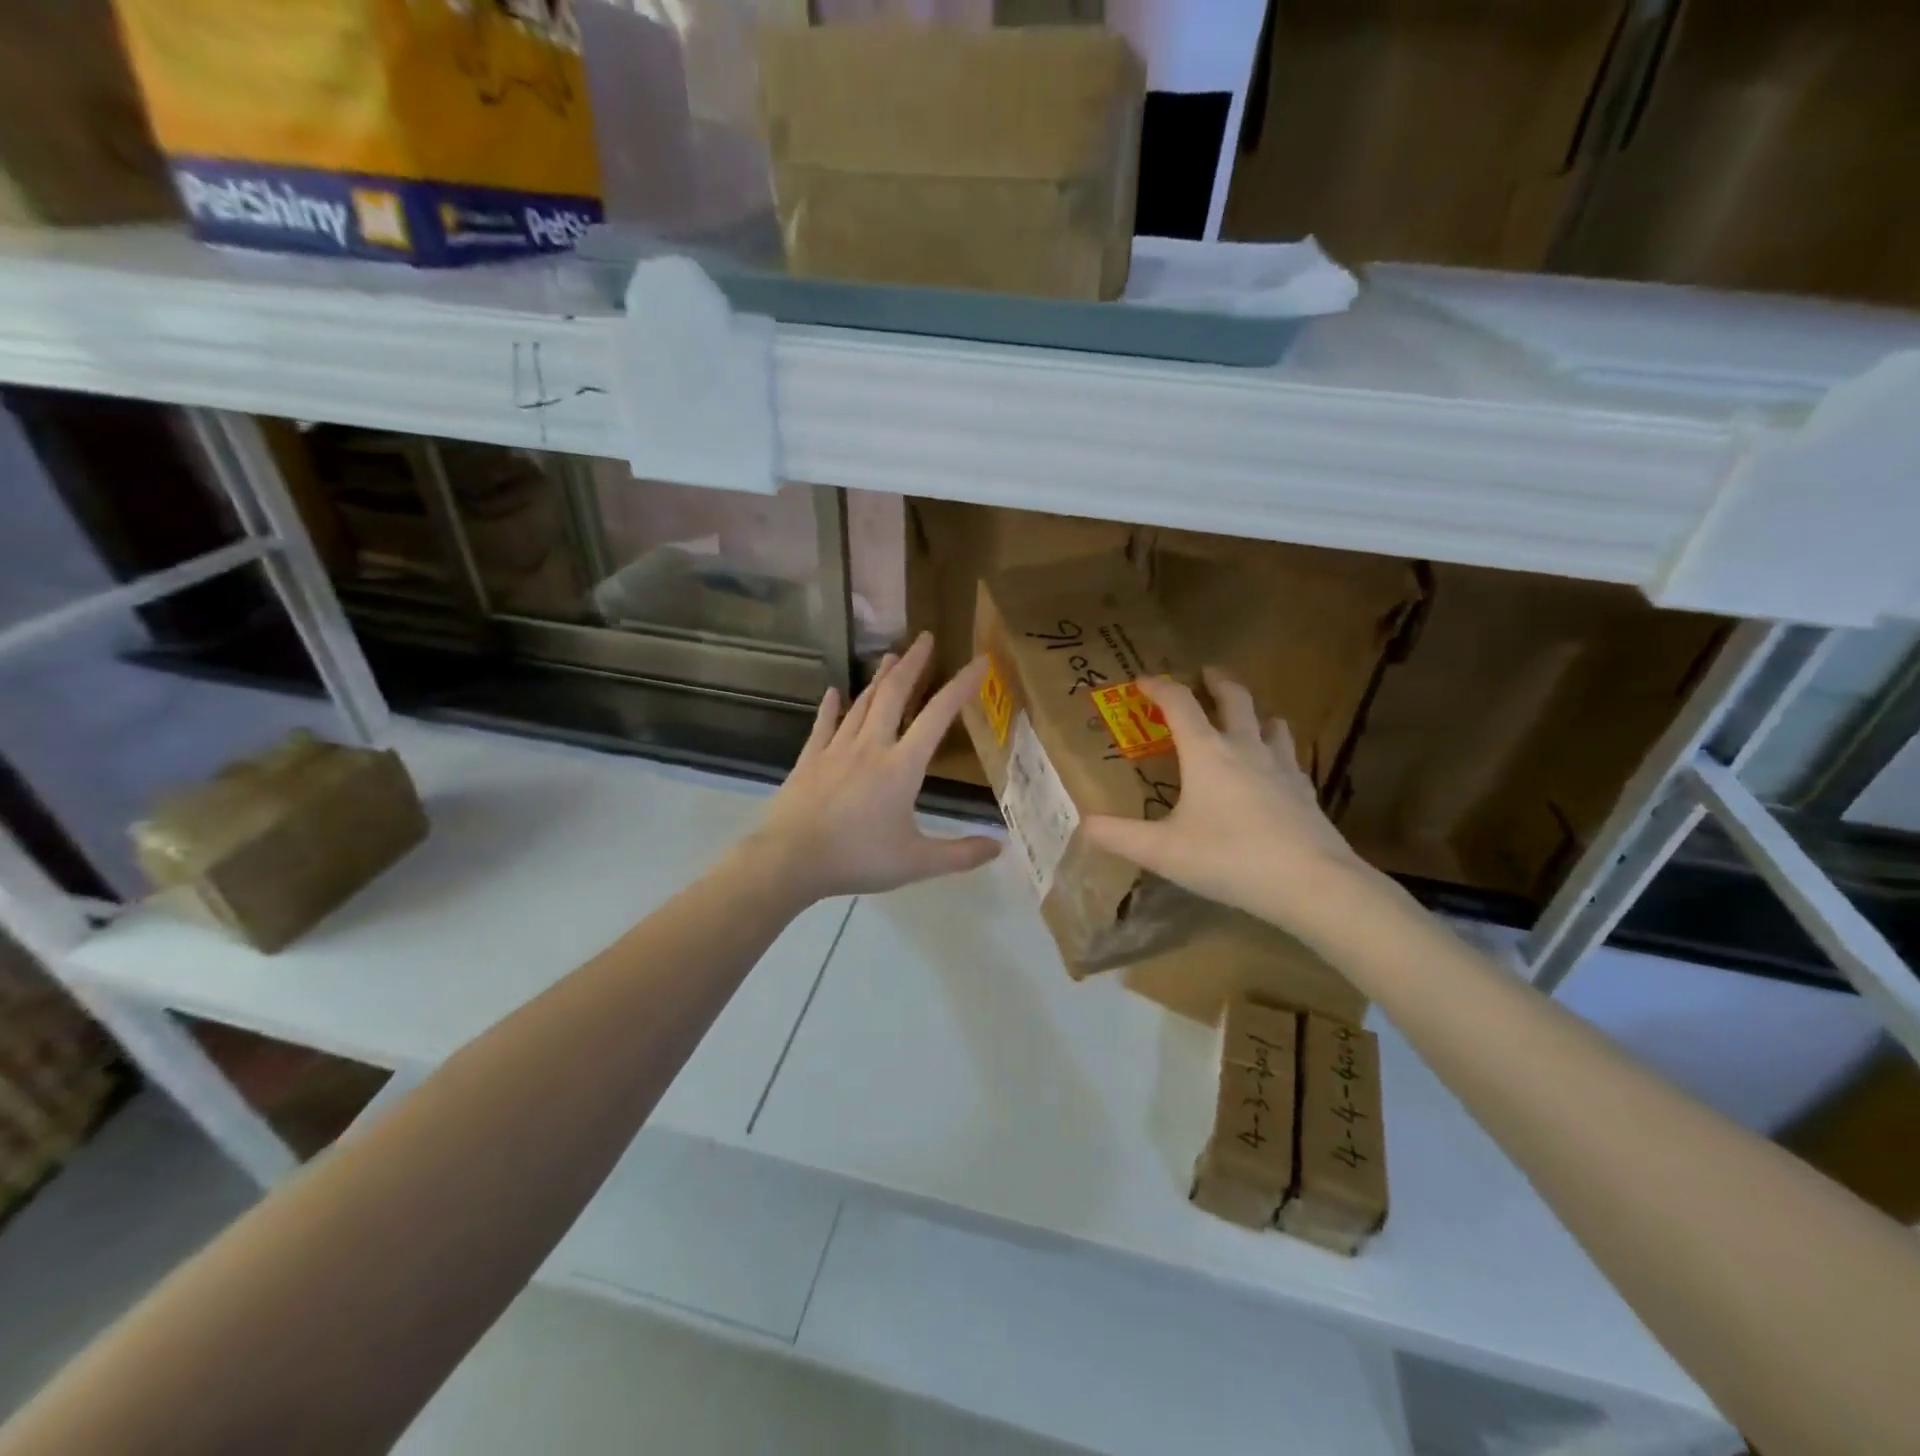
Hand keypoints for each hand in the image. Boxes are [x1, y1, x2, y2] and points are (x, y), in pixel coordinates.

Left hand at [747, 633, 1000, 901]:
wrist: (791, 860)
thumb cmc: (858, 858)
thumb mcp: (917, 862)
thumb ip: (960, 854)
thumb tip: (1000, 846)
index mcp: (901, 766)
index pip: (938, 716)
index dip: (961, 686)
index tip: (978, 661)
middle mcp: (871, 747)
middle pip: (894, 694)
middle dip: (912, 664)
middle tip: (924, 638)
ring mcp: (836, 750)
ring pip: (861, 704)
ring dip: (879, 679)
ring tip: (890, 656)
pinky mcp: (809, 760)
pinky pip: (823, 726)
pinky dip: (831, 707)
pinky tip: (833, 692)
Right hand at [1082, 668, 1380, 928]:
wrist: (1311, 883)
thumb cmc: (1229, 858)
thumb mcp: (1163, 851)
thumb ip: (1120, 836)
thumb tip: (1084, 824)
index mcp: (1207, 753)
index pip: (1180, 704)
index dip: (1159, 687)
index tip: (1142, 681)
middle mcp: (1245, 749)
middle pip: (1235, 699)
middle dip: (1218, 682)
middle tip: (1207, 674)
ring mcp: (1282, 768)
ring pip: (1271, 723)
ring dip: (1254, 714)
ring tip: (1246, 718)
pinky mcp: (1305, 792)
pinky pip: (1290, 758)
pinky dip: (1277, 752)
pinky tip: (1275, 771)